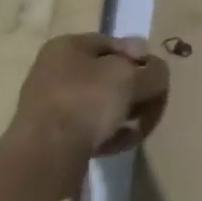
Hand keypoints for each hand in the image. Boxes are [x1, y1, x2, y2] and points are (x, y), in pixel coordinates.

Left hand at [8, 34, 170, 170]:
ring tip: (141, 128)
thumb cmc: (86, 101)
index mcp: (67, 46)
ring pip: (100, 104)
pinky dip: (109, 133)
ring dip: (125, 114)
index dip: (141, 57)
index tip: (156, 76)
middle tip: (152, 104)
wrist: (45, 156)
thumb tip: (157, 74)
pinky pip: (89, 128)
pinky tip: (125, 142)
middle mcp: (55, 71)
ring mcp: (50, 106)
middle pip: (108, 75)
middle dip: (134, 90)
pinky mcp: (51, 137)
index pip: (114, 43)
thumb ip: (153, 72)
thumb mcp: (131, 78)